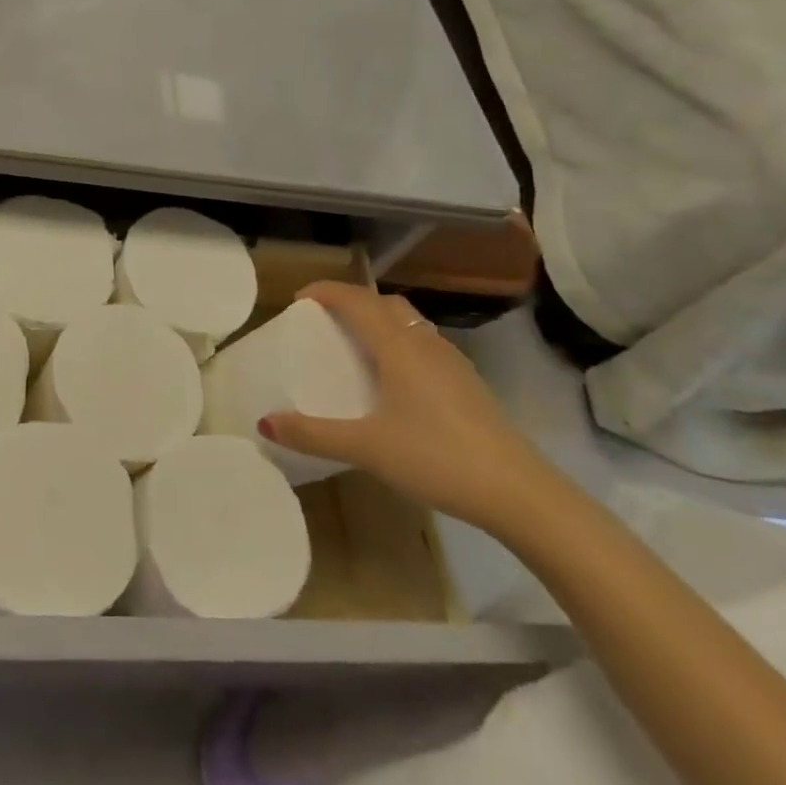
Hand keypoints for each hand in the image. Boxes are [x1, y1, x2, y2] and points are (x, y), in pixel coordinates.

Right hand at [260, 281, 554, 533]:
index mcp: (398, 346)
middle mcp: (424, 343)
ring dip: (379, 320)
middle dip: (352, 301)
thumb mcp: (367, 448)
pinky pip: (424, 343)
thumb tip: (264, 422)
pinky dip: (400, 342)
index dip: (325, 291)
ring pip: (409, 322)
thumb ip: (313, 434)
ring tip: (357, 346)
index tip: (298, 299)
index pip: (355, 300)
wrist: (520, 493)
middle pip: (384, 303)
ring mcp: (452, 361)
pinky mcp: (469, 383)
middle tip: (325, 321)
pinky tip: (396, 380)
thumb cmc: (437, 458)